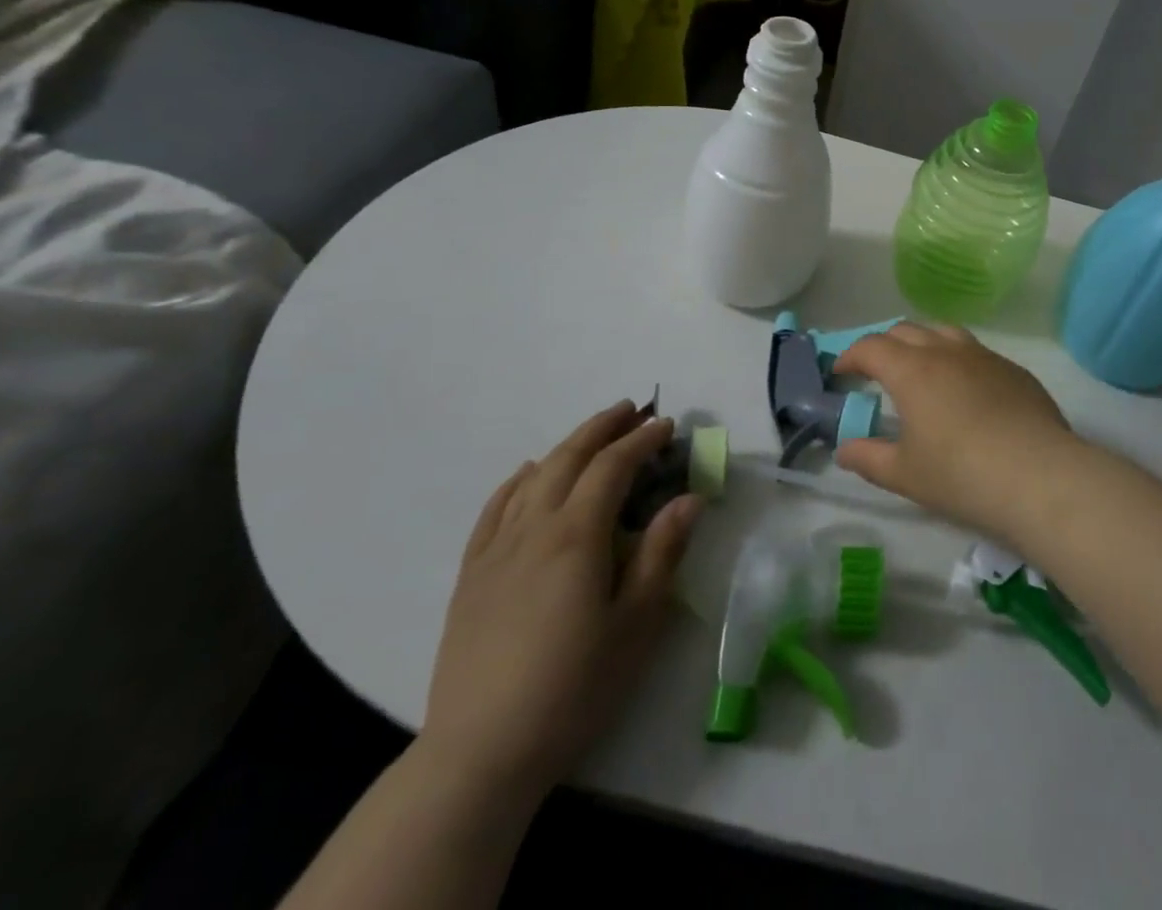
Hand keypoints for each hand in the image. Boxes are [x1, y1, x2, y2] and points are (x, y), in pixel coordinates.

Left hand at [417, 403, 700, 803]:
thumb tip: (690, 498)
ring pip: (533, 477)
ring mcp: (496, 549)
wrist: (480, 752)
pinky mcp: (471, 574)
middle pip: (569, 458)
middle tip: (632, 409)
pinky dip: (516, 481)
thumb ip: (663, 553)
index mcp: (578, 535)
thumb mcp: (636, 624)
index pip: (613, 467)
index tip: (667, 425)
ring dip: (566, 446)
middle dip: (603, 427)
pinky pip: (494, 508)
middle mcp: (534, 528)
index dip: (642, 440)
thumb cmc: (573, 688)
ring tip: (592, 434)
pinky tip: (527, 473)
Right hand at [832, 324, 1085, 543]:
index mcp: (912, 370)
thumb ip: (868, 457)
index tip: (841, 373)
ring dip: (923, 343)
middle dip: (884, 345)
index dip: (850, 356)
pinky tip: (965, 391)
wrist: (1040, 477)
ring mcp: (984, 356)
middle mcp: (946, 351)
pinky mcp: (1014, 370)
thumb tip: (844, 448)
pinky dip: (957, 359)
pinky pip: (976, 352)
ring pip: (944, 332)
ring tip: (919, 369)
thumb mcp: (905, 474)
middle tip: (875, 371)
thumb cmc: (961, 476)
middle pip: (906, 330)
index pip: (871, 347)